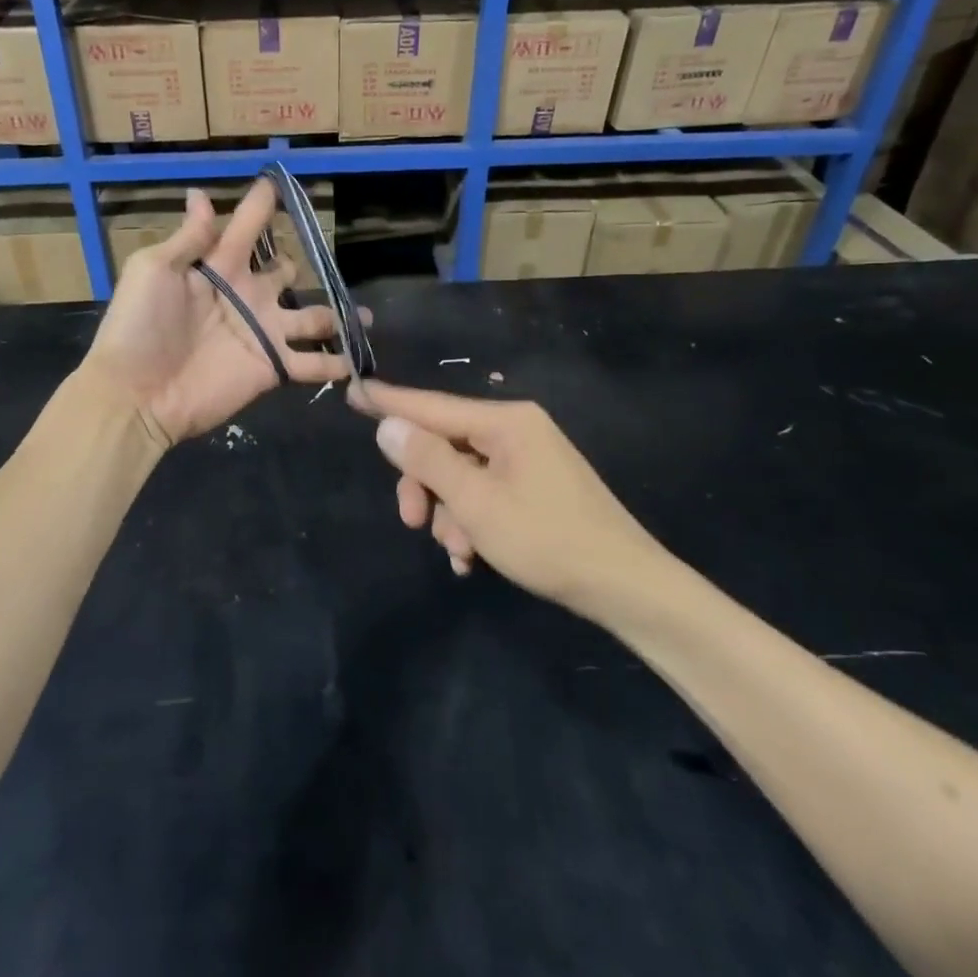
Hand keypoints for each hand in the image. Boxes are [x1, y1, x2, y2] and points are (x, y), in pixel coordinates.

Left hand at [86, 181, 357, 444]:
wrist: (137, 394)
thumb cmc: (139, 326)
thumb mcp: (154, 270)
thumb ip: (189, 238)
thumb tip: (201, 194)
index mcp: (219, 267)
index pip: (247, 229)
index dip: (262, 206)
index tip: (280, 182)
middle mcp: (248, 296)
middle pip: (285, 273)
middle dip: (300, 264)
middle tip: (327, 256)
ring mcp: (265, 334)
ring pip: (312, 318)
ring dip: (338, 316)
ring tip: (365, 316)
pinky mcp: (273, 368)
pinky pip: (313, 363)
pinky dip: (337, 362)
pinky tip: (359, 359)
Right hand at [353, 380, 679, 622]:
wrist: (625, 587)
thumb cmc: (547, 539)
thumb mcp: (476, 502)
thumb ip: (428, 460)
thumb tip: (388, 425)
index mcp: (505, 422)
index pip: (432, 406)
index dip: (389, 402)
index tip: (352, 389)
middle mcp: (516, 431)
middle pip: (444, 447)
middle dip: (425, 487)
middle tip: (412, 523)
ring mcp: (527, 460)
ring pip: (462, 477)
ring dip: (451, 515)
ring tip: (461, 553)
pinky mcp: (534, 488)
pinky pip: (485, 495)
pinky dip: (472, 522)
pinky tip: (472, 559)